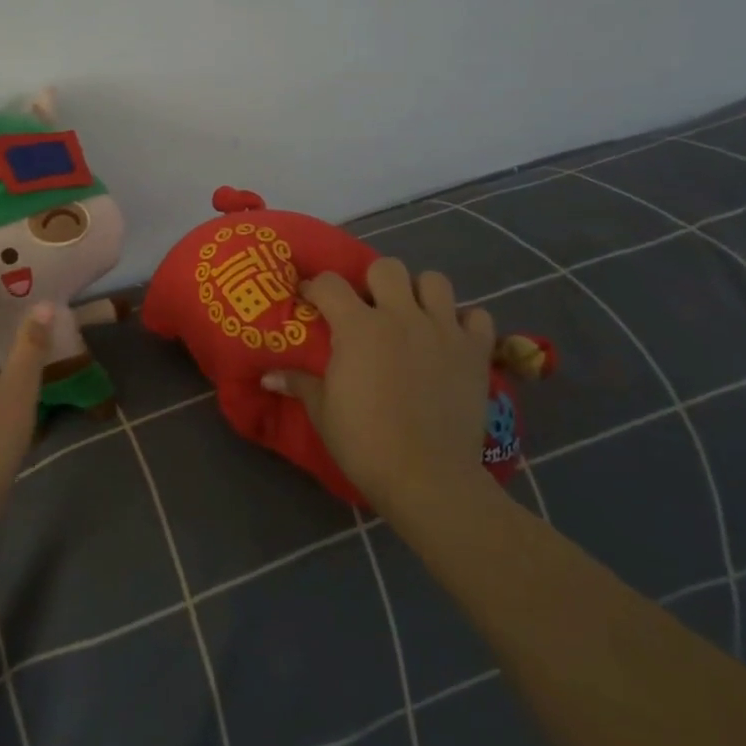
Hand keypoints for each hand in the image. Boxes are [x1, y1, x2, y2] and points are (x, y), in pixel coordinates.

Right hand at [262, 259, 499, 514]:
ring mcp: (443, 331)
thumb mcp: (322, 411)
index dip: (315, 287)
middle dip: (372, 281)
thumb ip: (299, 382)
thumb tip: (268, 376)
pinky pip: (477, 316)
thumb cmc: (365, 442)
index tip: (310, 301)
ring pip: (434, 281)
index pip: (329, 283)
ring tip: (411, 316)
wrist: (427, 477)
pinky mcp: (476, 352)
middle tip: (367, 308)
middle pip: (387, 267)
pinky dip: (464, 321)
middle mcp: (401, 317)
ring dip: (420, 293)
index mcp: (358, 327)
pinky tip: (450, 339)